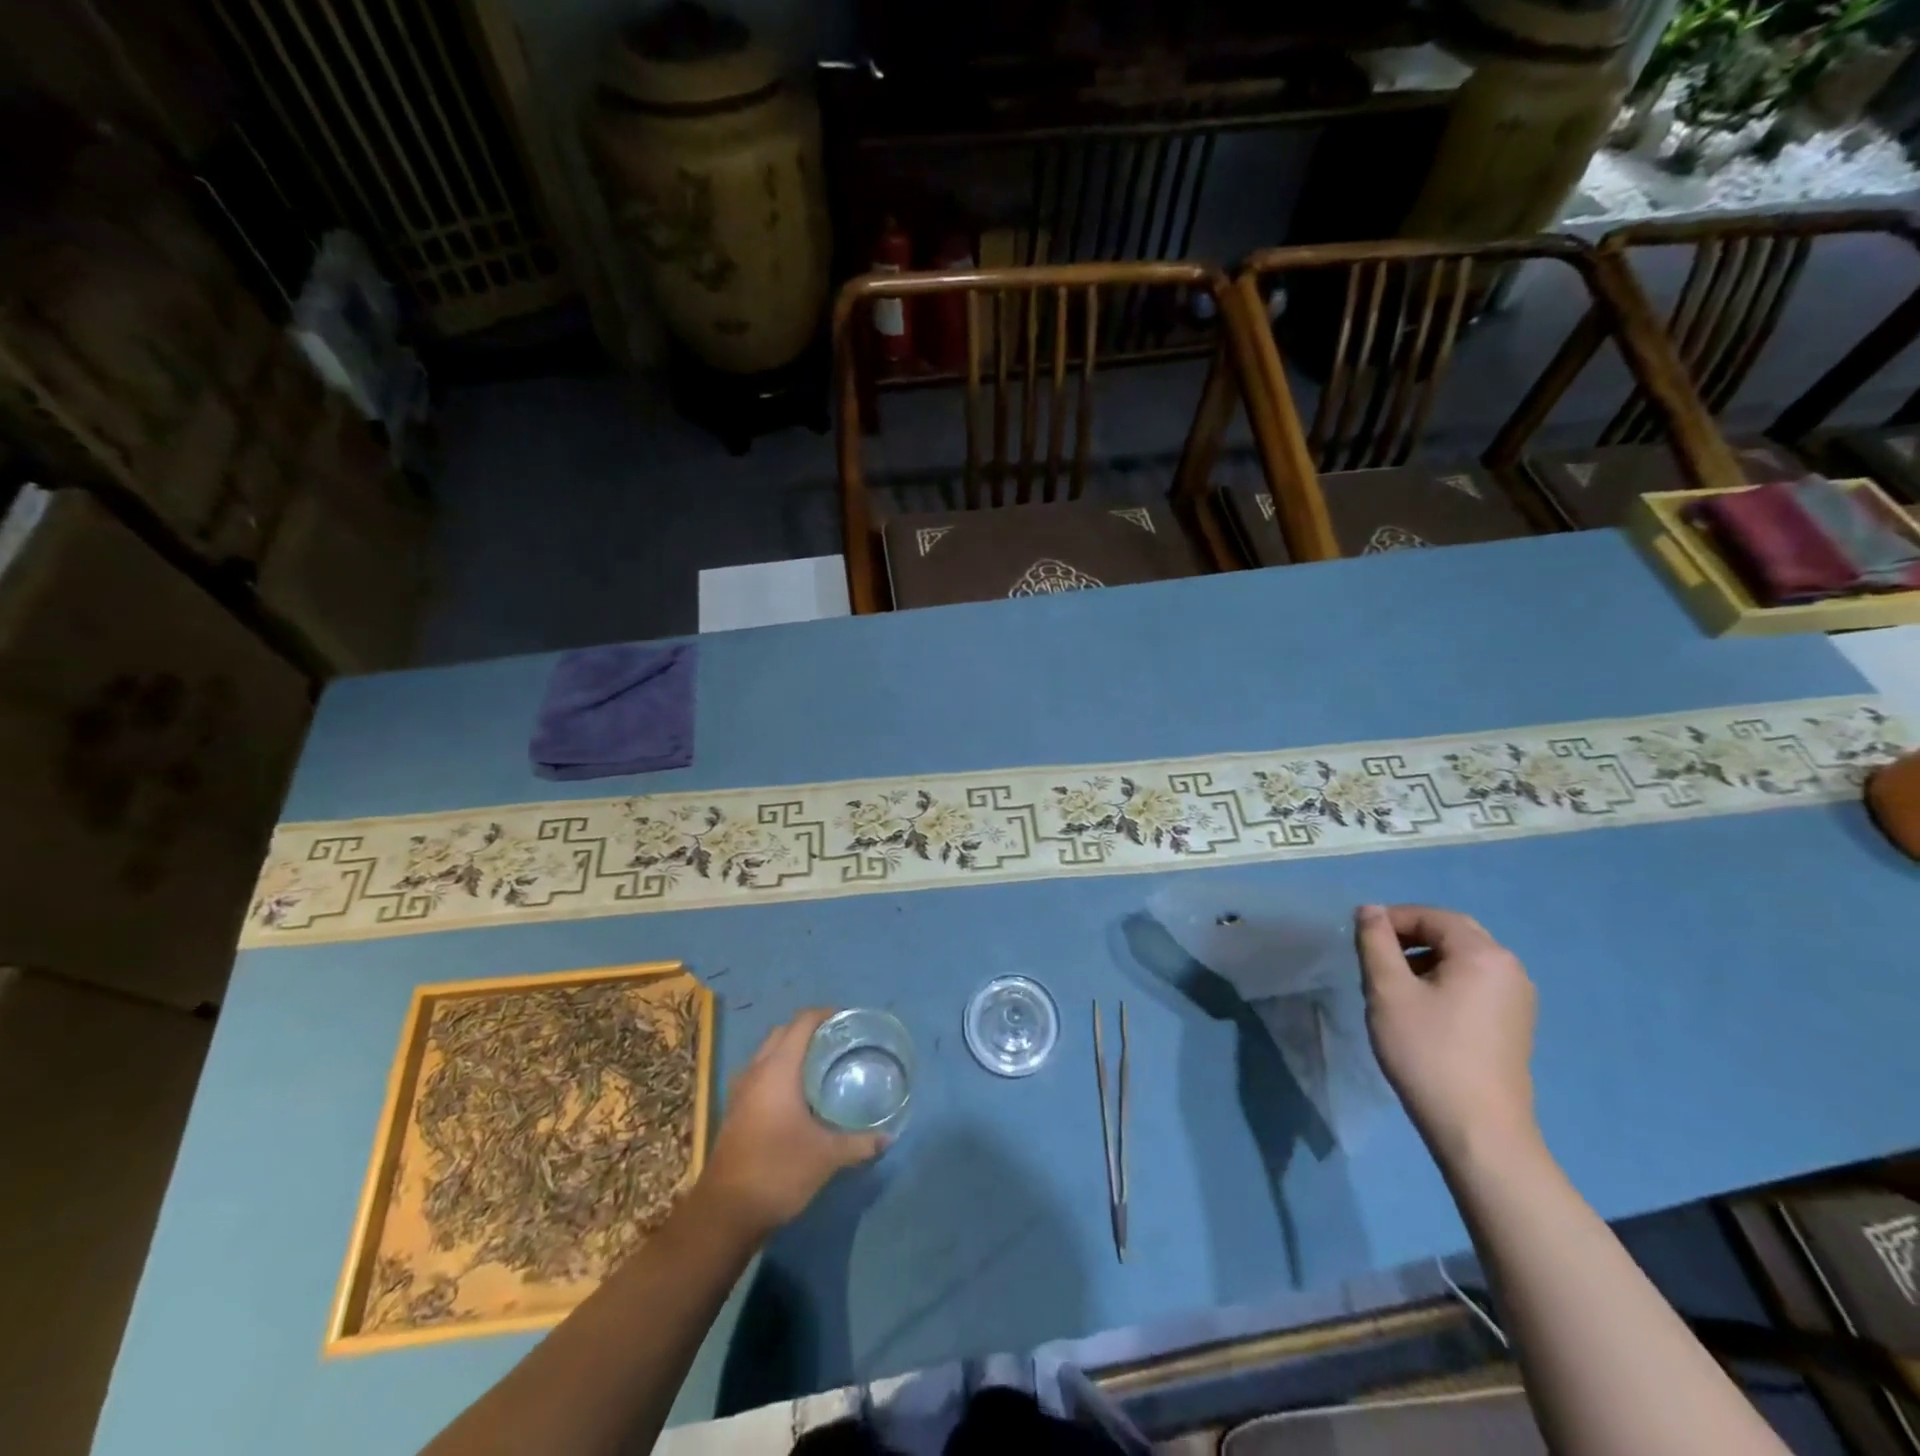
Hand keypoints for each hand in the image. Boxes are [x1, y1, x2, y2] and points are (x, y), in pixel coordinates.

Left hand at [700, 1009, 887, 1237]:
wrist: (725, 1212)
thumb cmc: (778, 1170)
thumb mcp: (826, 1157)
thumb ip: (859, 1143)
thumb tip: (888, 1137)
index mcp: (778, 1068)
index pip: (802, 1022)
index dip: (825, 1014)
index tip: (848, 1020)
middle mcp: (757, 1070)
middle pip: (783, 1032)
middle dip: (809, 1030)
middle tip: (838, 1042)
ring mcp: (741, 1090)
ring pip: (767, 1053)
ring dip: (791, 1050)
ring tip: (820, 1064)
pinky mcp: (736, 1110)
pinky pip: (760, 1073)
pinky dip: (779, 1071)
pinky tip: (798, 1095)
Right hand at [1355, 905, 1539, 1167]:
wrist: (1478, 1130)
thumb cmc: (1427, 1051)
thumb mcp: (1388, 990)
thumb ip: (1376, 942)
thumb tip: (1370, 910)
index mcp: (1483, 954)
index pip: (1431, 916)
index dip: (1391, 919)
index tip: (1360, 939)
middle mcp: (1510, 968)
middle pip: (1453, 933)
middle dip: (1409, 936)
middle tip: (1375, 956)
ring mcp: (1517, 998)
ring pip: (1463, 959)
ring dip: (1425, 959)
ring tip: (1393, 985)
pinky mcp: (1514, 1023)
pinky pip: (1475, 983)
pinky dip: (1444, 980)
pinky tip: (1421, 1008)